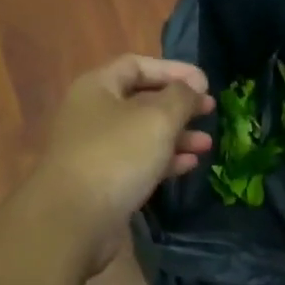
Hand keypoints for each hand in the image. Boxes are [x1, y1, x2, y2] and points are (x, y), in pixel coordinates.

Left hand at [32, 54, 215, 272]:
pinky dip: (164, 160)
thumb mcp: (157, 118)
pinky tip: (189, 165)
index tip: (205, 83)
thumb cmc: (117, 156)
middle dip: (178, 105)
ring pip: (142, 134)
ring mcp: (95, 149)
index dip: (173, 70)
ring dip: (176, 135)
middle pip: (141, 100)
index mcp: (97, 87)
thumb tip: (193, 88)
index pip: (137, 65)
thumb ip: (181, 97)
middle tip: (210, 111)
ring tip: (207, 144)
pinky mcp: (102, 181)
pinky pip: (138, 162)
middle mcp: (92, 113)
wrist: (74, 219)